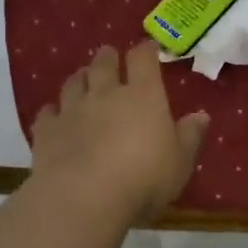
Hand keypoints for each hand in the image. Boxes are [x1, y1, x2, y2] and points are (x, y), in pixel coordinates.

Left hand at [29, 42, 209, 223]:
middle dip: (107, 57)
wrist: (85, 198)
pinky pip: (48, 112)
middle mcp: (105, 94)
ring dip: (80, 78)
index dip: (145, 50)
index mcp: (143, 96)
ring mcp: (72, 110)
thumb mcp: (180, 163)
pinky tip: (55, 116)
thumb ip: (190, 137)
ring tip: (83, 80)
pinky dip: (53, 111)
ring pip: (73, 83)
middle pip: (103, 63)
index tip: (148, 49)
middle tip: (109, 58)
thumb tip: (201, 115)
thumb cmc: (144, 179)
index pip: (142, 59)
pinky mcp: (47, 131)